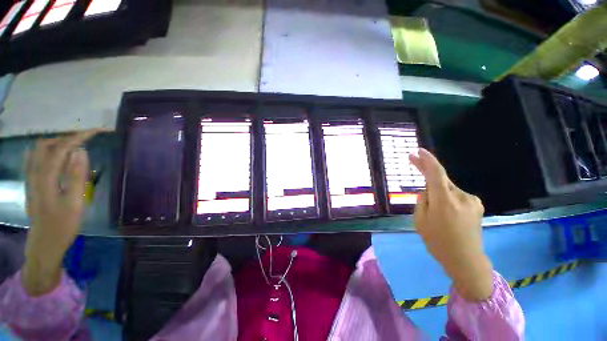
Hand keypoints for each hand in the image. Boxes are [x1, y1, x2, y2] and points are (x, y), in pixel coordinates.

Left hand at [22, 130, 100, 295]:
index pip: (61, 148)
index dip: (78, 137)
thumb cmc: (63, 225)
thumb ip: (76, 176)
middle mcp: (35, 174)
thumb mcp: (75, 203)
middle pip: (48, 145)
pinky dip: (45, 151)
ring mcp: (31, 179)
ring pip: (39, 151)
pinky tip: (52, 152)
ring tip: (75, 144)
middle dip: (68, 137)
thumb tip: (81, 151)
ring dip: (58, 142)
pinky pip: (34, 160)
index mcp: (46, 178)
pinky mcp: (31, 184)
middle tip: (88, 138)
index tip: (96, 131)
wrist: (45, 244)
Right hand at [409, 149, 492, 300]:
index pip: (436, 173)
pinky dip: (445, 196)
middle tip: (412, 159)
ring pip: (447, 187)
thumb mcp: (419, 221)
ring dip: (436, 189)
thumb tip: (427, 190)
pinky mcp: (476, 204)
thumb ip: (422, 200)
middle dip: (426, 169)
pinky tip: (444, 210)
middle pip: (441, 177)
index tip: (418, 151)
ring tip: (432, 207)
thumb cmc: (438, 242)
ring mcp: (472, 200)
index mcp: (444, 201)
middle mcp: (461, 196)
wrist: (466, 260)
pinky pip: (455, 194)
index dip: (427, 160)